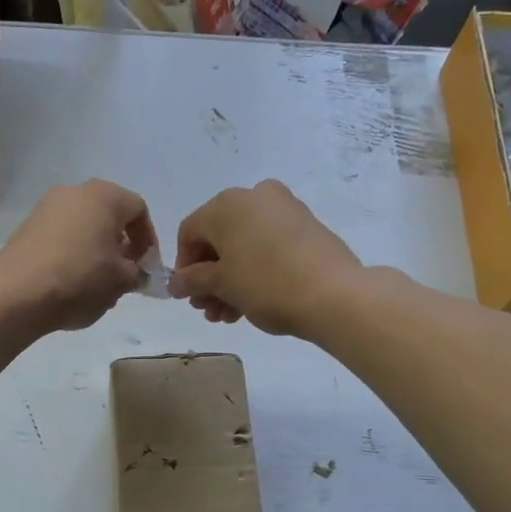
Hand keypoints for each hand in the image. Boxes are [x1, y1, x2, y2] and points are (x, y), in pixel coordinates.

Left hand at [0, 180, 156, 331]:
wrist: (18, 295)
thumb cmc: (80, 280)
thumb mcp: (122, 281)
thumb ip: (138, 273)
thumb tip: (135, 272)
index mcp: (104, 196)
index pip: (139, 210)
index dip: (149, 240)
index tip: (147, 267)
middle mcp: (74, 192)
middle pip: (109, 215)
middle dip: (121, 245)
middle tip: (124, 274)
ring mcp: (45, 207)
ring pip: (83, 226)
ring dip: (96, 250)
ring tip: (98, 283)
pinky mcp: (26, 227)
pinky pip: (60, 236)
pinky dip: (72, 253)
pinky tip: (71, 282)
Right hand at [169, 180, 362, 336]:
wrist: (334, 294)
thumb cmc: (267, 285)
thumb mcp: (222, 286)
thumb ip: (193, 281)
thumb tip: (176, 283)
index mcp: (226, 204)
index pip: (190, 232)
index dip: (183, 266)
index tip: (188, 295)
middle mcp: (254, 196)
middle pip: (218, 238)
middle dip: (209, 277)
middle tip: (209, 309)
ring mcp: (284, 208)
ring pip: (244, 244)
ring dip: (230, 279)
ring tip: (229, 315)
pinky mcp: (306, 225)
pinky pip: (268, 244)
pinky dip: (255, 269)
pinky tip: (252, 301)